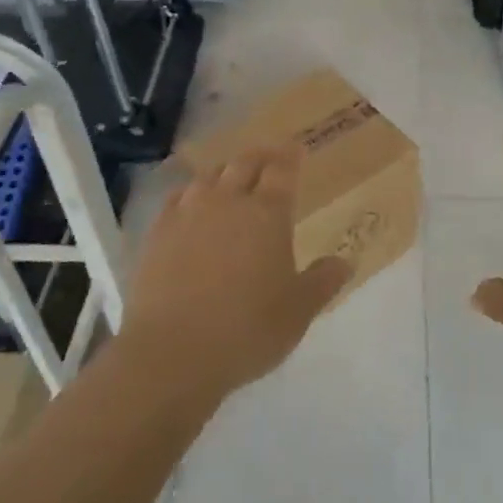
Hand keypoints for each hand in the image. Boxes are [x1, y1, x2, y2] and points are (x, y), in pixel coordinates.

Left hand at [119, 146, 348, 399]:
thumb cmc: (247, 330)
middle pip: (245, 164)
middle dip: (260, 156)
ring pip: (209, 176)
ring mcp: (188, 214)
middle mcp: (228, 201)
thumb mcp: (298, 312)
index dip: (290, 157)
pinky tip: (191, 202)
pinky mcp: (158, 233)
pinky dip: (191, 193)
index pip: (282, 171)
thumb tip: (345, 262)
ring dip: (225, 171)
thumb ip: (322, 282)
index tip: (296, 150)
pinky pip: (177, 198)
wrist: (172, 353)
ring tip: (231, 176)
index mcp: (268, 214)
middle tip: (269, 156)